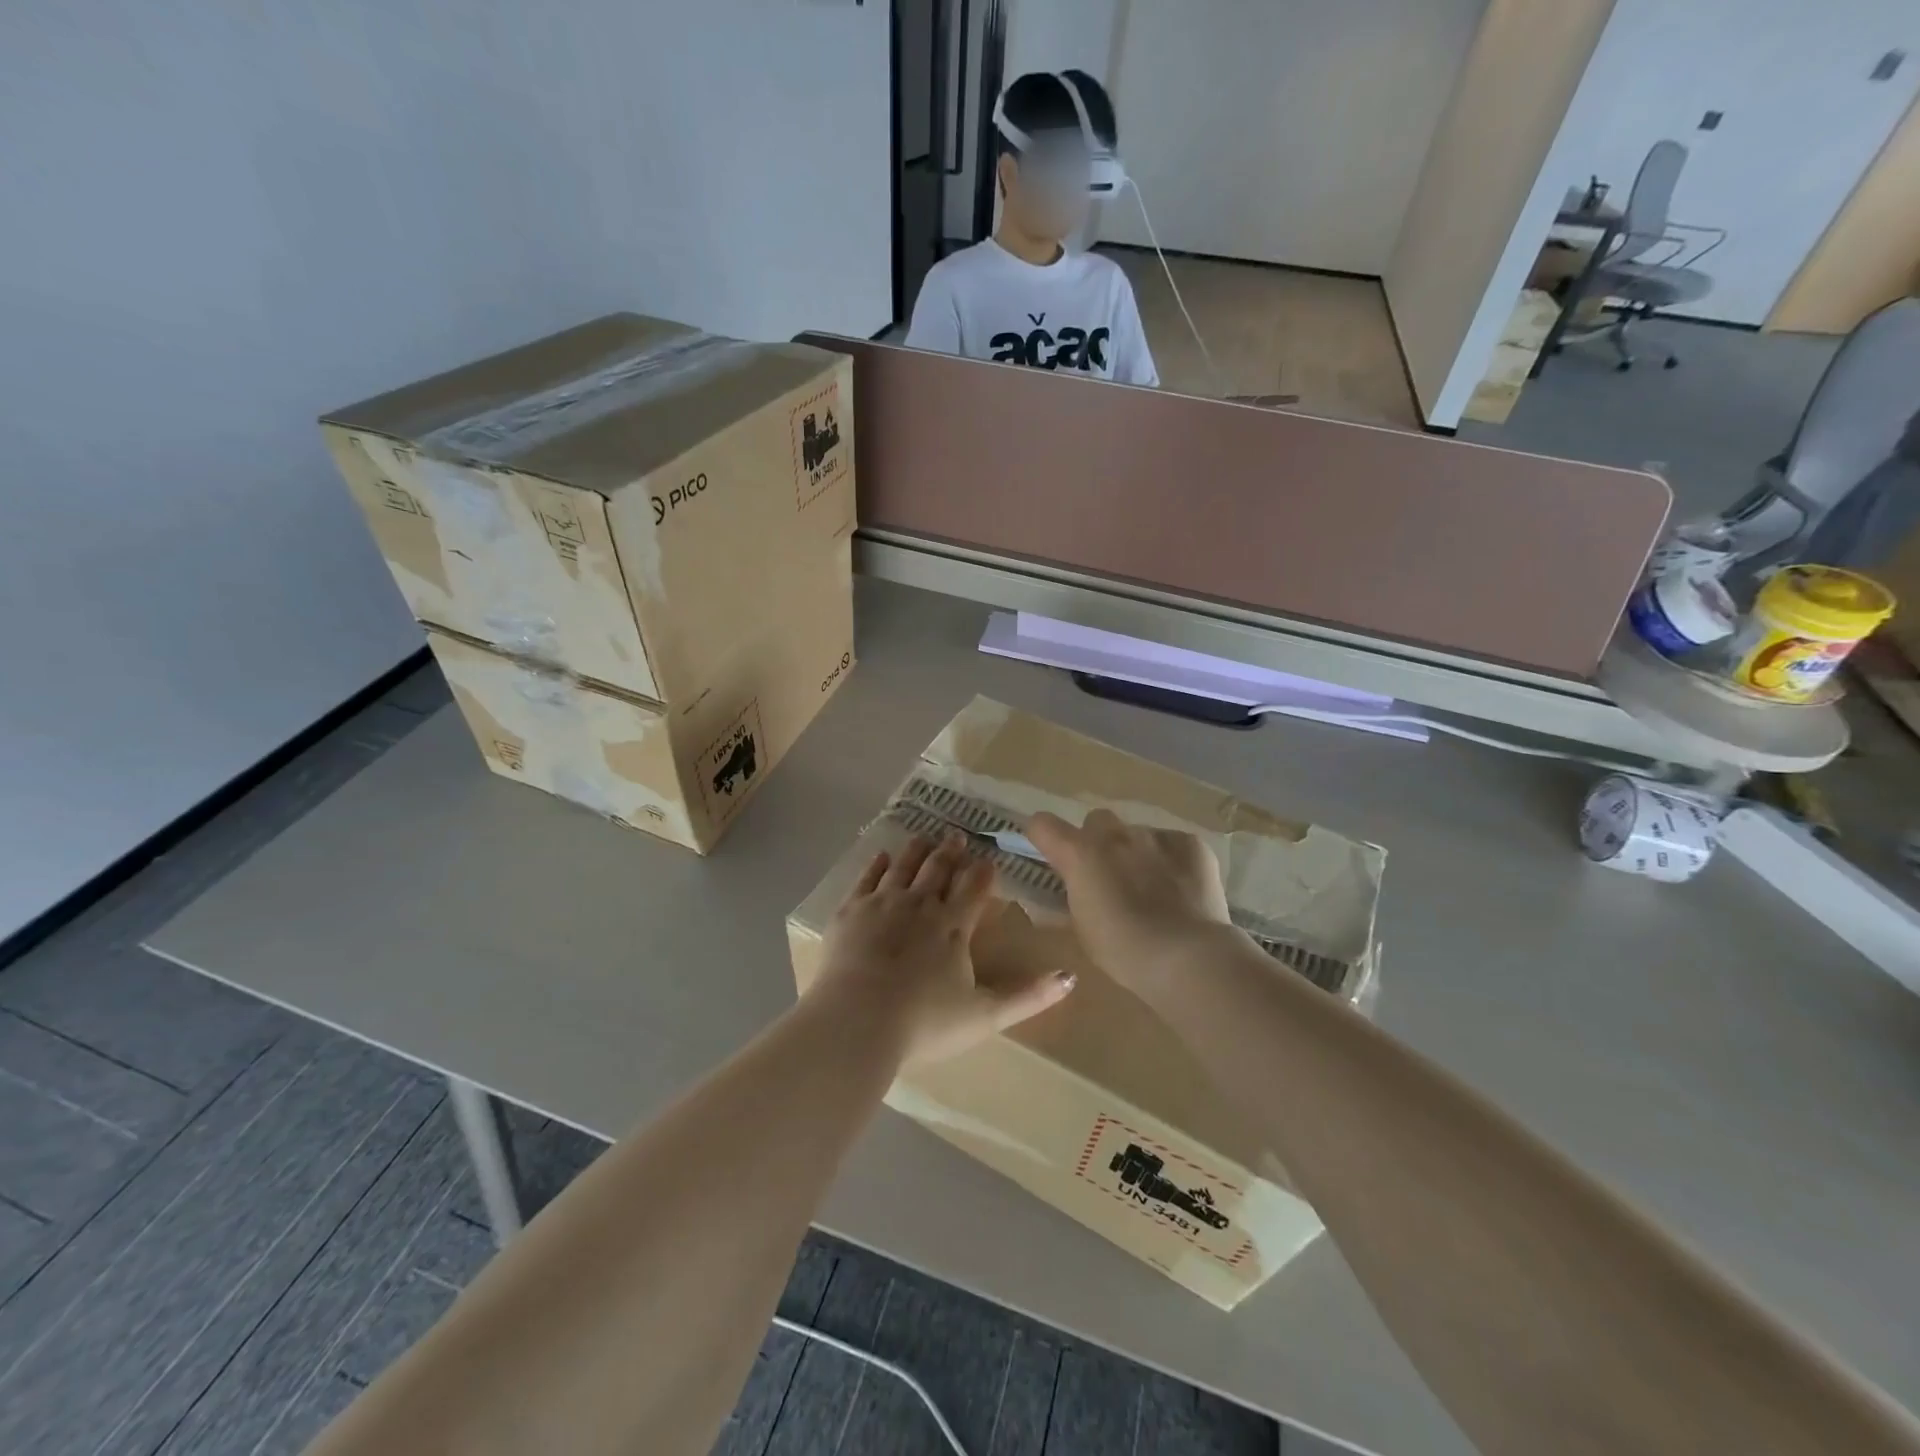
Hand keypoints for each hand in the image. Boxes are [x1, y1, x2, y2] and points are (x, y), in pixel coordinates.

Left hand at [812, 834, 1075, 1064]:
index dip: (982, 872)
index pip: (973, 889)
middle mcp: (920, 904)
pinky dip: (877, 865)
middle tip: (956, 836)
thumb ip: (1028, 996)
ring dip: (917, 850)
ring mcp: (882, 904)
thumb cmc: (925, 1023)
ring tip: (924, 837)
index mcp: (953, 926)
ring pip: (904, 866)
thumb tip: (1070, 978)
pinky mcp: (850, 912)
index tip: (987, 858)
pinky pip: (867, 879)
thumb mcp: (985, 1015)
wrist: (857, 1022)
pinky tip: (882, 857)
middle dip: (950, 852)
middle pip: (938, 869)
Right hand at [1025, 809, 1234, 995]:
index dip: (1045, 837)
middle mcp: (1115, 835)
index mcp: (1080, 854)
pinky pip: (1173, 845)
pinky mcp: (1191, 844)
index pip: (1043, 824)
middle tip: (1109, 876)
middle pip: (1096, 821)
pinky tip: (1182, 891)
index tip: (1053, 854)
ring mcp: (1156, 835)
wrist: (1188, 956)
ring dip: (1137, 854)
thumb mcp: (1083, 928)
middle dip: (1098, 842)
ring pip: (1138, 835)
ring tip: (1153, 890)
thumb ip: (1073, 896)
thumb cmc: (1124, 950)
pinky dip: (1172, 862)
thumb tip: (1072, 886)